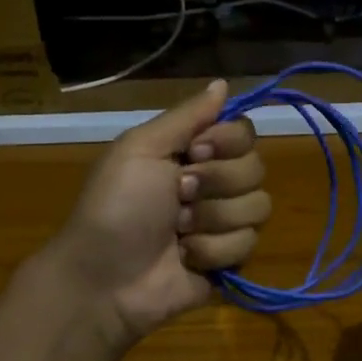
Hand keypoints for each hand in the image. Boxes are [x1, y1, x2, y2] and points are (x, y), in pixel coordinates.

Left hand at [48, 80, 268, 344]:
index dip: (227, 142)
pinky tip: (186, 257)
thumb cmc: (115, 207)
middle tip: (177, 195)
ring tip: (177, 232)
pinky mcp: (231, 260)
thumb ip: (186, 116)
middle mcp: (215, 183)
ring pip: (258, 207)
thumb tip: (222, 83)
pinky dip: (212, 251)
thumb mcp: (140, 149)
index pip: (245, 132)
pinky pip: (249, 245)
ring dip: (211, 219)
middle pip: (256, 168)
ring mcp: (225, 223)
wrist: (103, 277)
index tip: (195, 152)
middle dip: (215, 183)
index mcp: (194, 152)